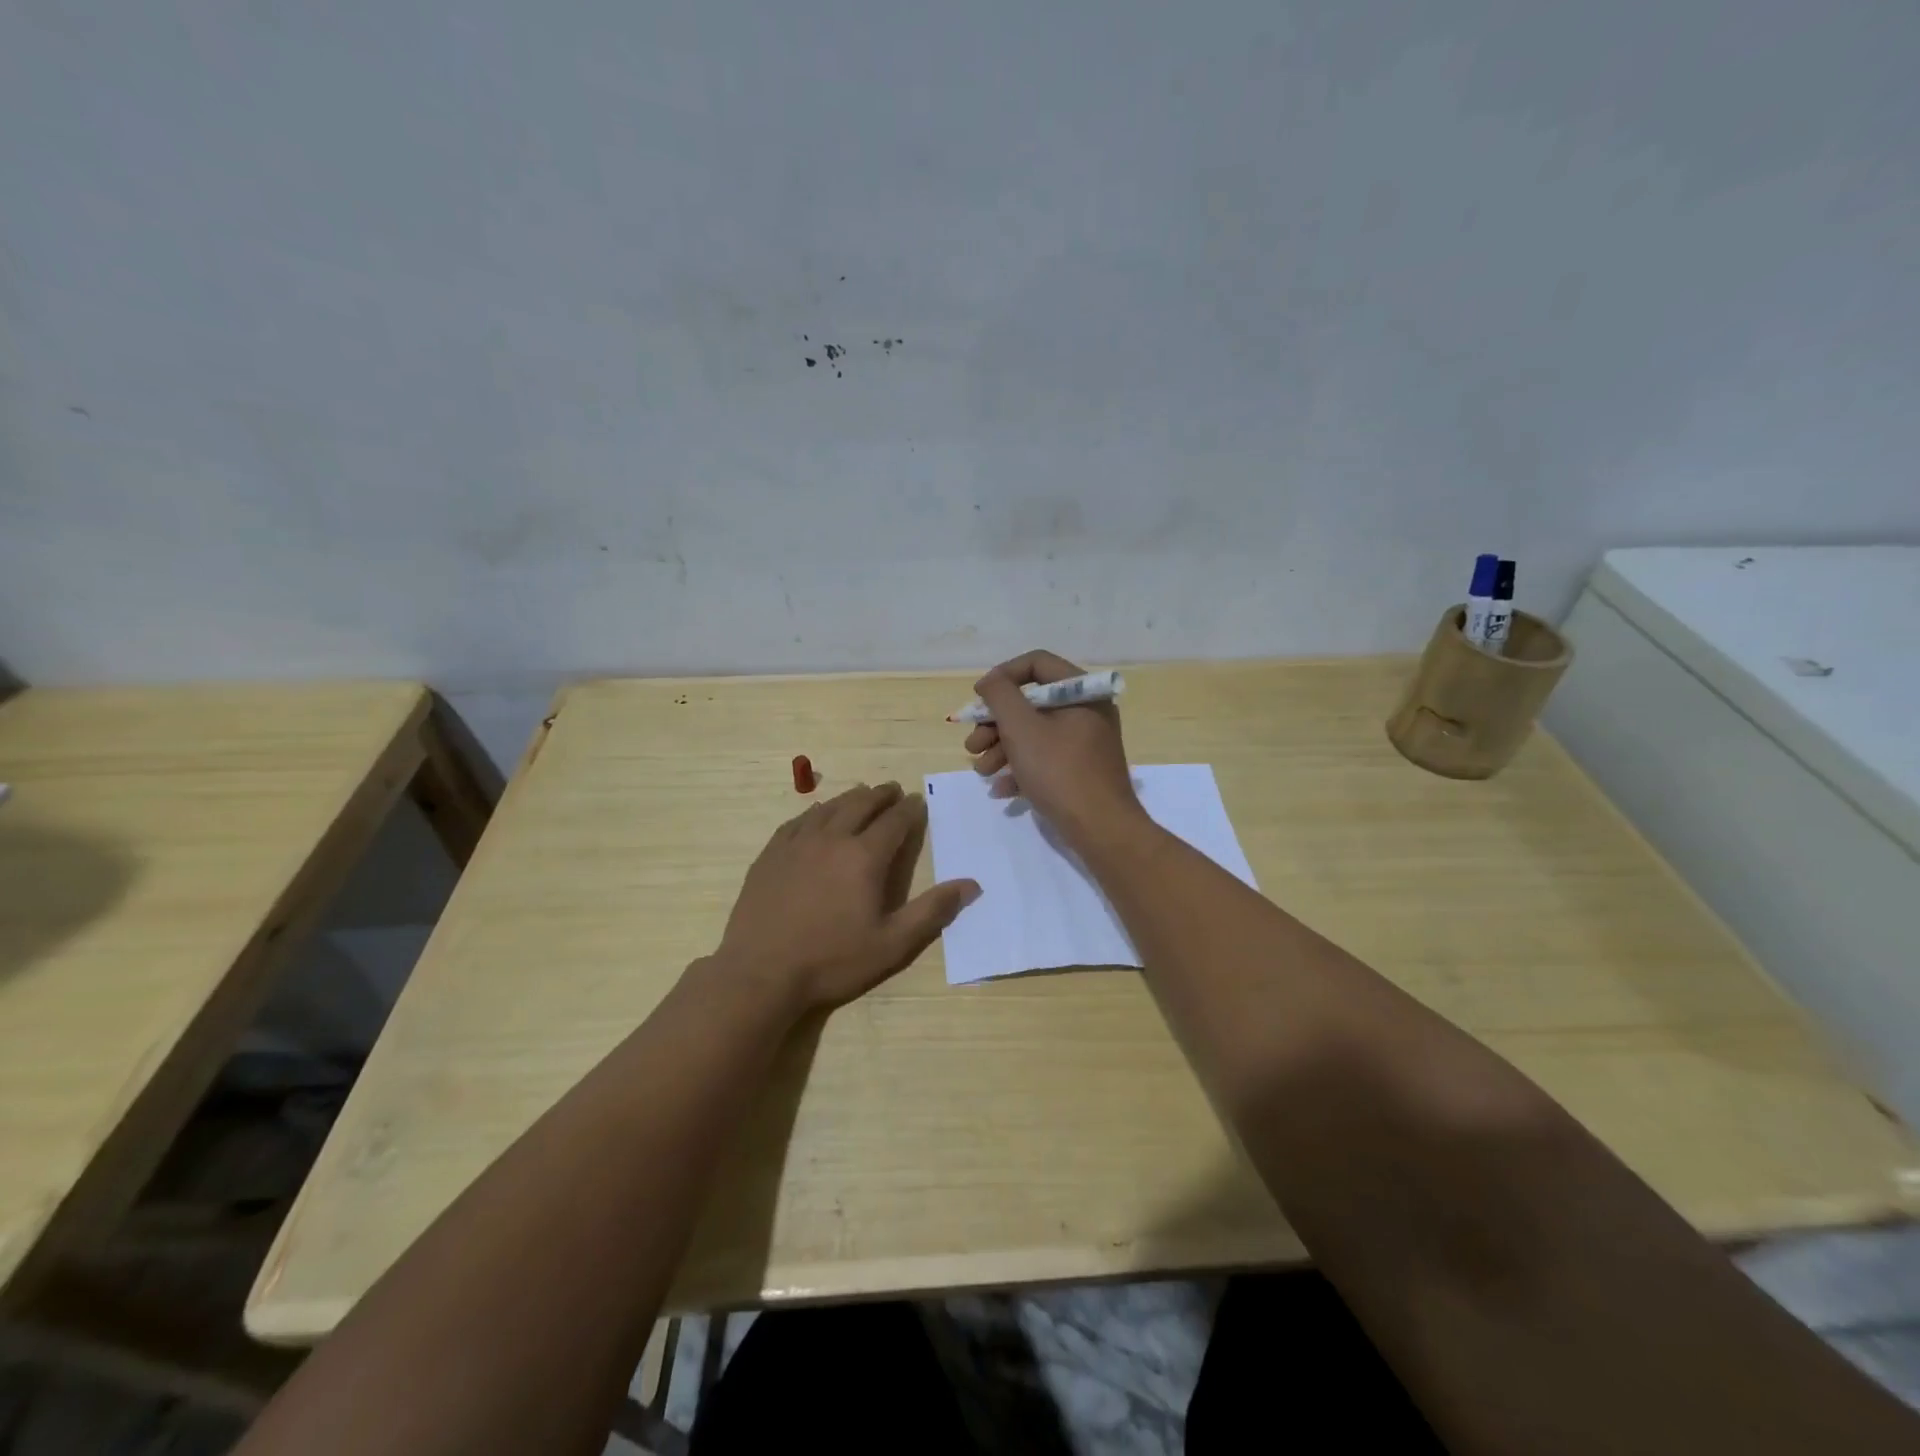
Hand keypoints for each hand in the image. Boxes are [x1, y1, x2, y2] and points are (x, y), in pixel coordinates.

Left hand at [712, 782, 979, 1014]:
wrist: (760, 972)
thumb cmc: (832, 960)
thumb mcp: (892, 944)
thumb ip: (932, 911)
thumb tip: (971, 884)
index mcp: (864, 857)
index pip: (894, 821)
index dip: (909, 809)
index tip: (917, 801)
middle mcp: (832, 839)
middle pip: (861, 805)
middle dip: (881, 795)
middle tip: (892, 790)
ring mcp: (797, 843)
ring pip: (828, 808)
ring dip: (850, 798)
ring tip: (861, 795)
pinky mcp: (771, 854)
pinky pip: (798, 821)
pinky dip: (815, 812)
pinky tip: (816, 815)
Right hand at [963, 649, 1144, 848]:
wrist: (1101, 830)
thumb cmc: (1060, 772)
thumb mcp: (1022, 728)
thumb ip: (1000, 696)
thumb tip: (990, 682)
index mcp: (1081, 692)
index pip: (1036, 663)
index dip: (1002, 677)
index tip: (978, 699)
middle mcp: (1087, 711)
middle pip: (1031, 702)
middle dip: (995, 724)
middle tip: (973, 745)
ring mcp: (1085, 742)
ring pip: (1034, 733)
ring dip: (1001, 749)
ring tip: (982, 771)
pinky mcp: (1081, 770)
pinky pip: (1045, 758)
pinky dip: (1021, 768)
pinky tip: (1001, 789)